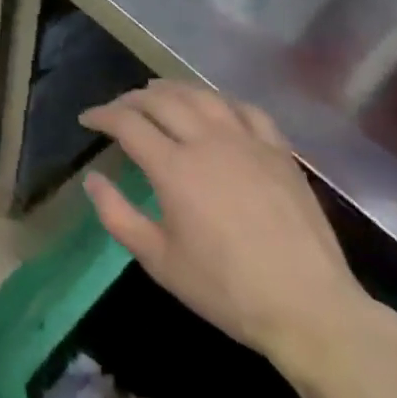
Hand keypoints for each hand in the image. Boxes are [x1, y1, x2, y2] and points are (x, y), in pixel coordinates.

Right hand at [81, 81, 377, 379]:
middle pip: (161, 99)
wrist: (309, 308)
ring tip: (157, 93)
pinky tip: (215, 107)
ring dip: (172, 89)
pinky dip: (221, 100)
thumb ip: (118, 216)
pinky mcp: (279, 151)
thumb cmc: (226, 290)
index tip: (87, 119)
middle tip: (118, 109)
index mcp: (174, 167)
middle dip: (132, 98)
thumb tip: (93, 179)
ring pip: (202, 95)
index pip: (127, 123)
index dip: (102, 115)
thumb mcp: (160, 261)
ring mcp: (247, 142)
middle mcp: (207, 141)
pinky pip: (246, 109)